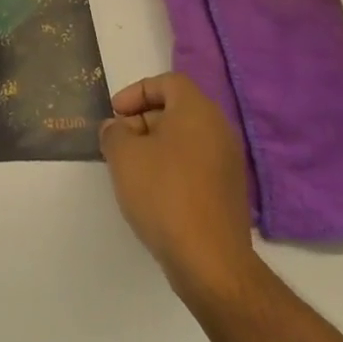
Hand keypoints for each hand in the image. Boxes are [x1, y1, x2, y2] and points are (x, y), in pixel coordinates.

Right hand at [99, 73, 258, 297]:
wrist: (209, 259)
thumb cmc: (163, 194)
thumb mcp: (123, 155)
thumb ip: (114, 132)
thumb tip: (118, 129)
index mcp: (197, 111)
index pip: (168, 82)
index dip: (137, 91)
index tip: (115, 114)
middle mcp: (219, 130)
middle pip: (176, 109)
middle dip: (142, 119)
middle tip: (118, 142)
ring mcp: (228, 162)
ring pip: (185, 138)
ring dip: (154, 145)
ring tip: (129, 168)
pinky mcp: (228, 191)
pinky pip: (195, 163)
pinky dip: (171, 166)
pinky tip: (151, 191)